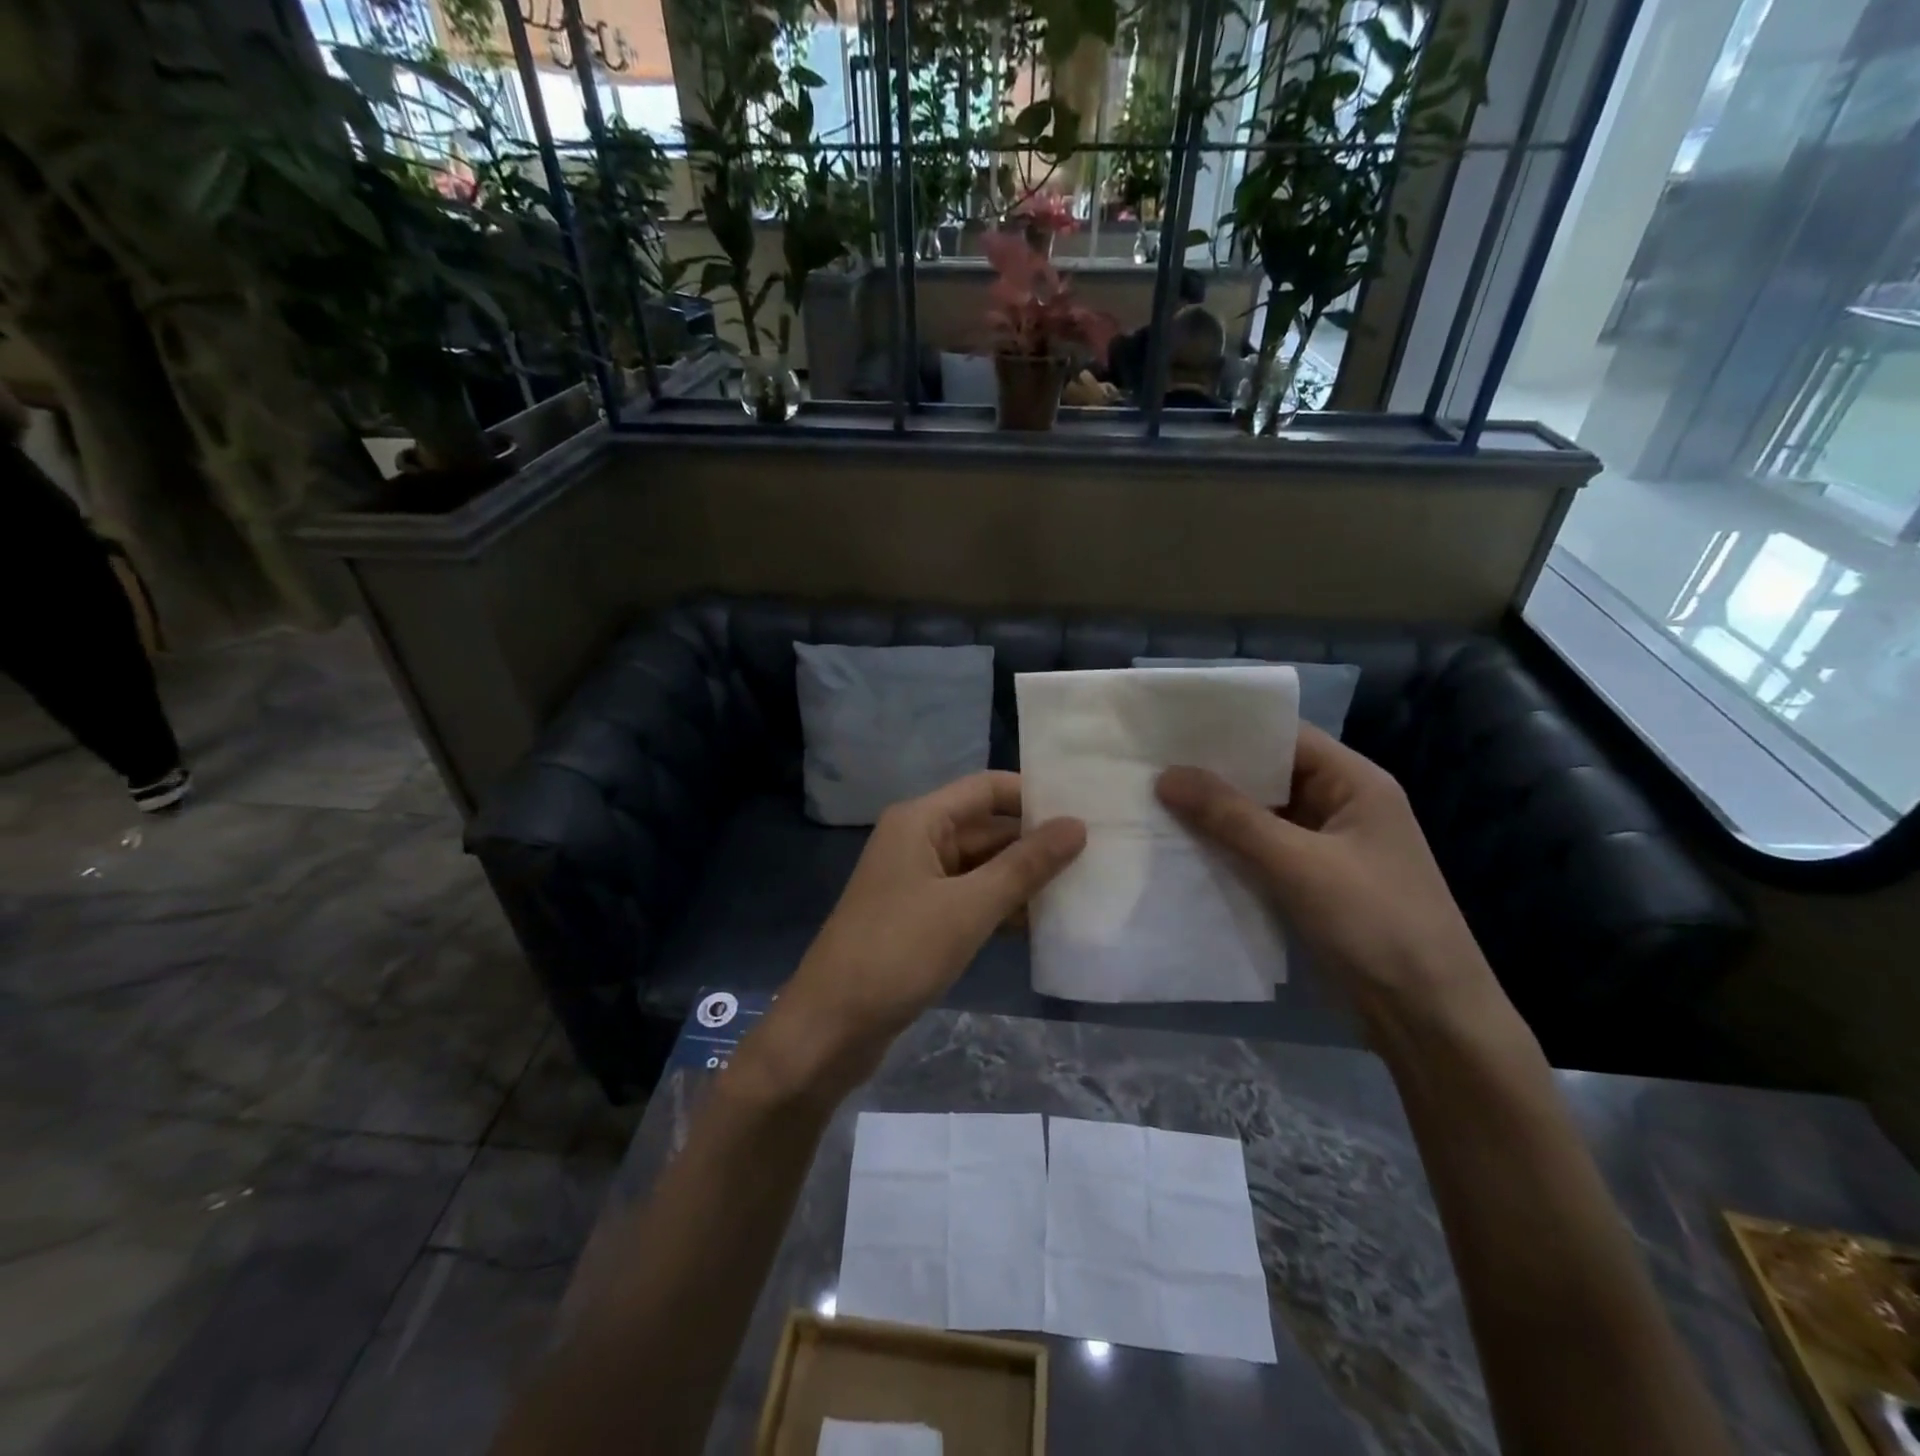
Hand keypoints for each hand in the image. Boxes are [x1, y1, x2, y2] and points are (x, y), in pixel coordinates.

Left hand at [766, 772, 1085, 1090]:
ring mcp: (917, 882)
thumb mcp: (968, 907)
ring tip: (1084, 888)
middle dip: (1035, 842)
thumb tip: (1077, 825)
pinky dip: (1002, 907)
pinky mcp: (920, 919)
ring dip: (1023, 879)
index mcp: (920, 821)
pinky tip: (1043, 925)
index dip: (1034, 796)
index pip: (987, 789)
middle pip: (987, 828)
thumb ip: (1025, 866)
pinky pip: (970, 899)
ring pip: (982, 867)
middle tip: (1098, 854)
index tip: (1086, 810)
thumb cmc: (898, 953)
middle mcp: (918, 841)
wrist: (830, 1027)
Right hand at [1156, 724, 1499, 1030]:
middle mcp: (1340, 806)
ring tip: (1152, 798)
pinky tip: (1181, 845)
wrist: (1426, 1017)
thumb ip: (1231, 817)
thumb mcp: (1298, 863)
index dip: (1232, 727)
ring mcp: (1325, 848)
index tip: (1173, 725)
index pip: (1285, 736)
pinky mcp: (1310, 884)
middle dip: (1214, 772)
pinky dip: (1226, 848)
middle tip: (1150, 762)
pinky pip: (1260, 852)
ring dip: (1216, 813)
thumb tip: (1166, 775)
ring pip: (1261, 816)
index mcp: (1355, 783)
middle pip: (1269, 775)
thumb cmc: (1373, 922)